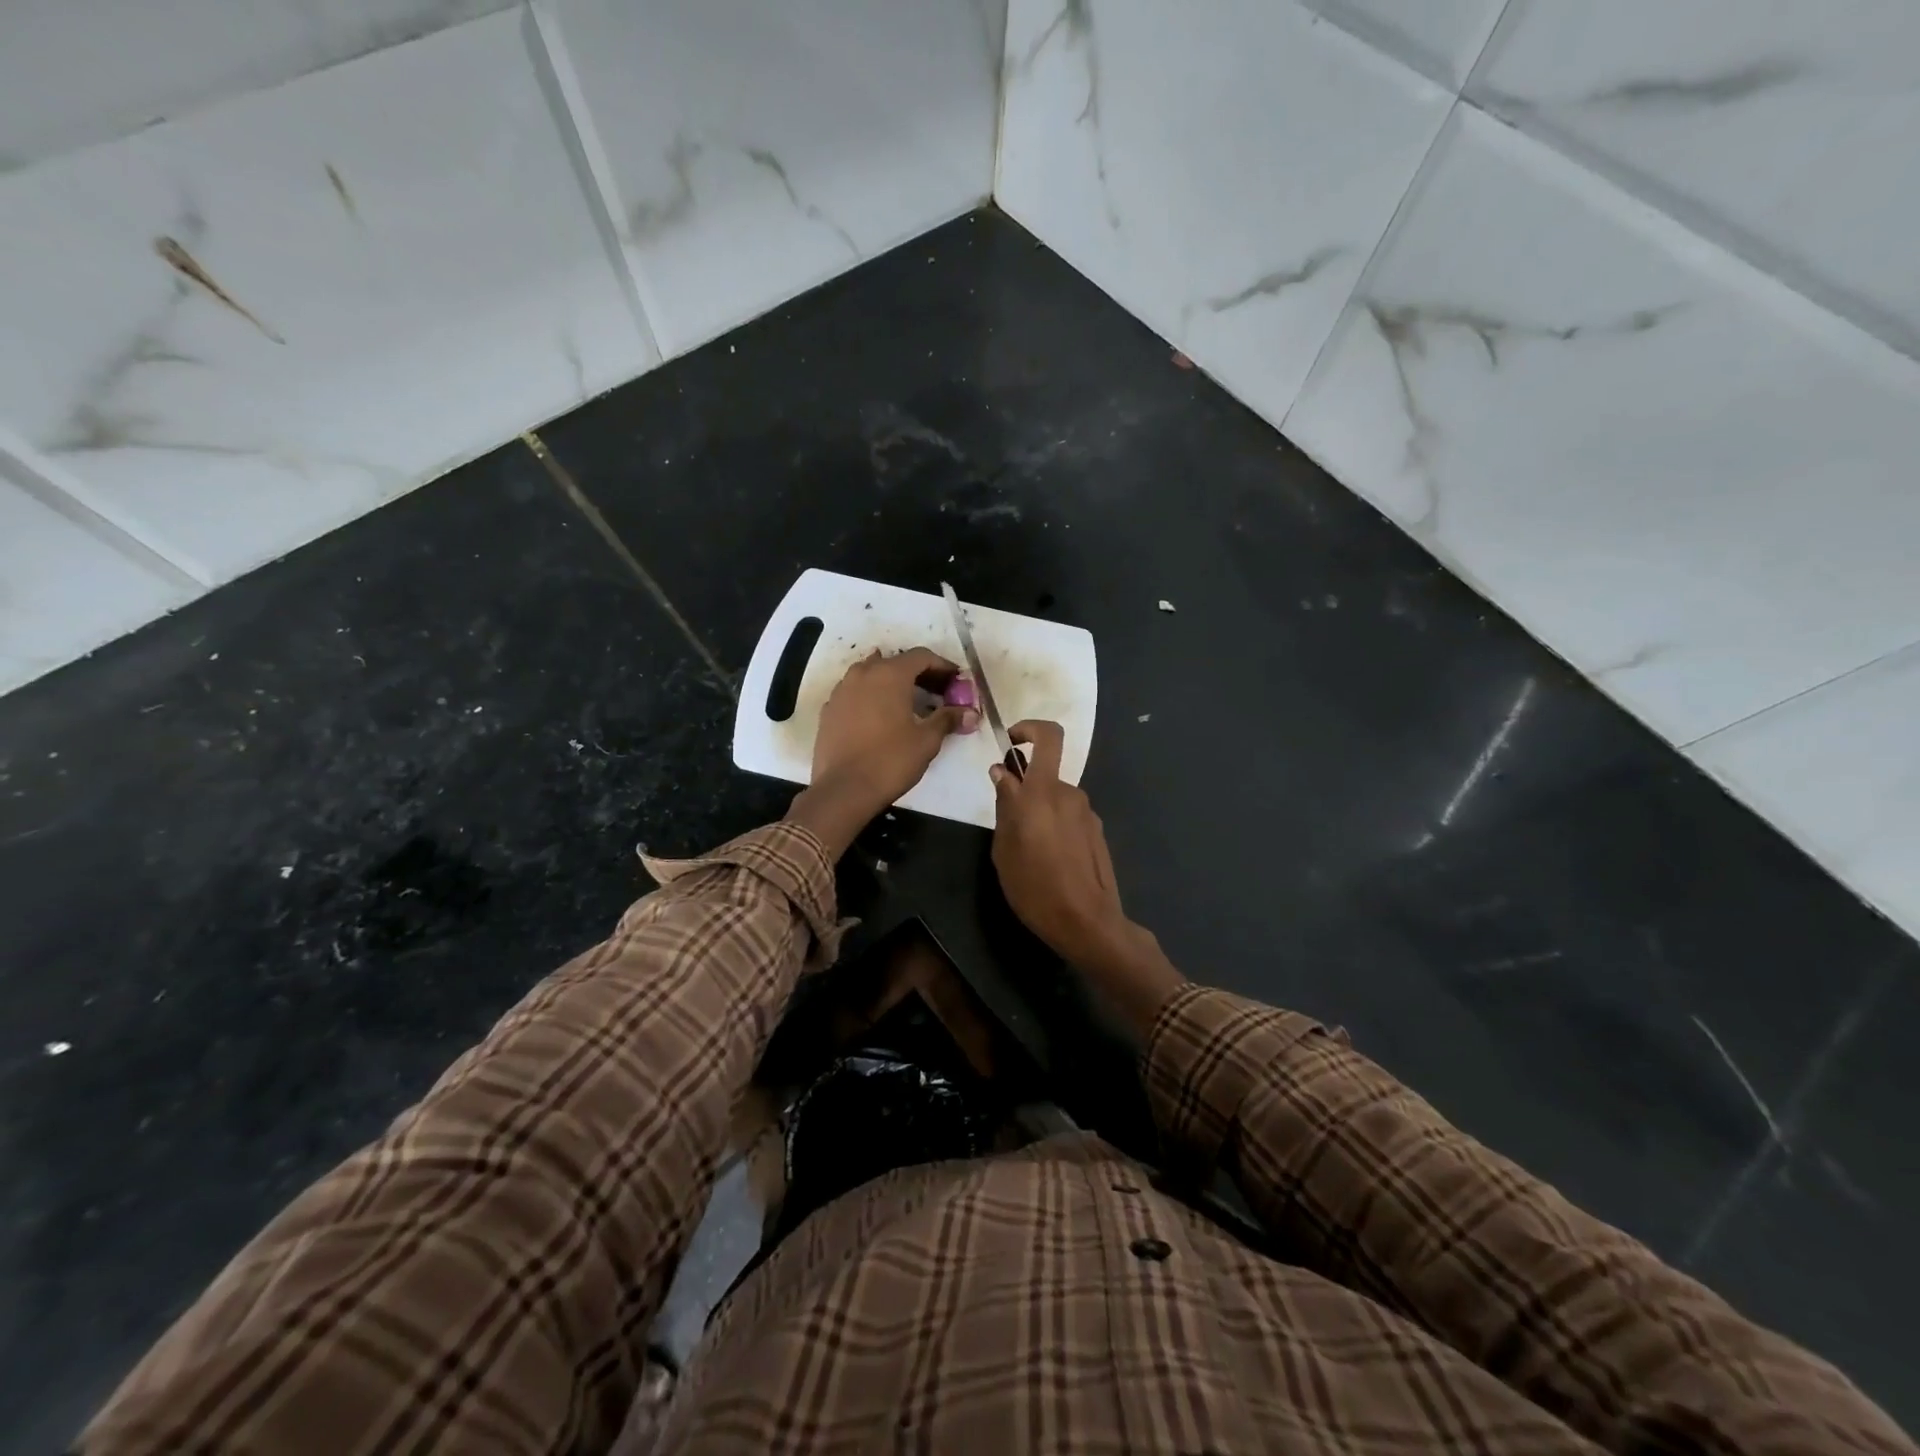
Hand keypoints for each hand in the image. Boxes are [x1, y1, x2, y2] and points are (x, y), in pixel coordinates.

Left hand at [789, 648, 976, 856]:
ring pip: (872, 675)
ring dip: (893, 683)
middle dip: (920, 674)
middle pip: (896, 662)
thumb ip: (948, 719)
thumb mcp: (926, 740)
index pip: (921, 656)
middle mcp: (863, 673)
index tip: (956, 681)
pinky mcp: (829, 709)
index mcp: (890, 674)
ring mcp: (841, 690)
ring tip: (910, 702)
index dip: (942, 666)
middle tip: (939, 693)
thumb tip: (971, 714)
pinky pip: (855, 693)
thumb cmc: (890, 760)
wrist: (843, 790)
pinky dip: (872, 697)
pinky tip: (881, 717)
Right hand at [988, 720, 1130, 965]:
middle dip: (1024, 790)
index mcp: (1043, 793)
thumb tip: (1003, 774)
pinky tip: (1049, 862)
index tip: (1011, 744)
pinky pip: (1069, 817)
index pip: (1049, 737)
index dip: (1030, 729)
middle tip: (1009, 824)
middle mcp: (1069, 794)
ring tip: (1028, 852)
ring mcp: (1087, 813)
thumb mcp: (1004, 849)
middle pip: (1045, 776)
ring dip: (1040, 813)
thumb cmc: (1036, 888)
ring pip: (1055, 799)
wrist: (1088, 923)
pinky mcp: (1097, 832)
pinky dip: (1055, 827)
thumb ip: (1005, 806)